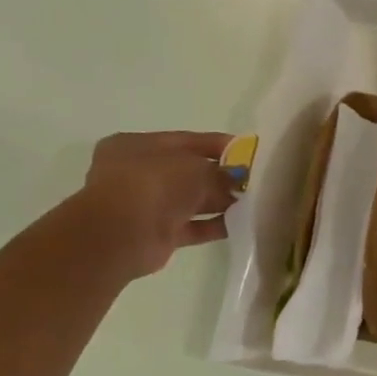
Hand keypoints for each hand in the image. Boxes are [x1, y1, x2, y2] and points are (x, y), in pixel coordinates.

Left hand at [74, 131, 238, 278]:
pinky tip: (241, 223)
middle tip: (254, 180)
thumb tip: (239, 178)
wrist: (122, 234)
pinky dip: (215, 225)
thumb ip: (222, 170)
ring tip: (253, 202)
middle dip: (222, 176)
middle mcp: (138, 173)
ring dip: (220, 201)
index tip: (249, 151)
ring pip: (191, 199)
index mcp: (137, 146)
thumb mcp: (196, 167)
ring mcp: (146, 204)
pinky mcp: (157, 233)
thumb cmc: (154, 185)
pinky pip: (193, 226)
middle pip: (189, 171)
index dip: (220, 145)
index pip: (186, 141)